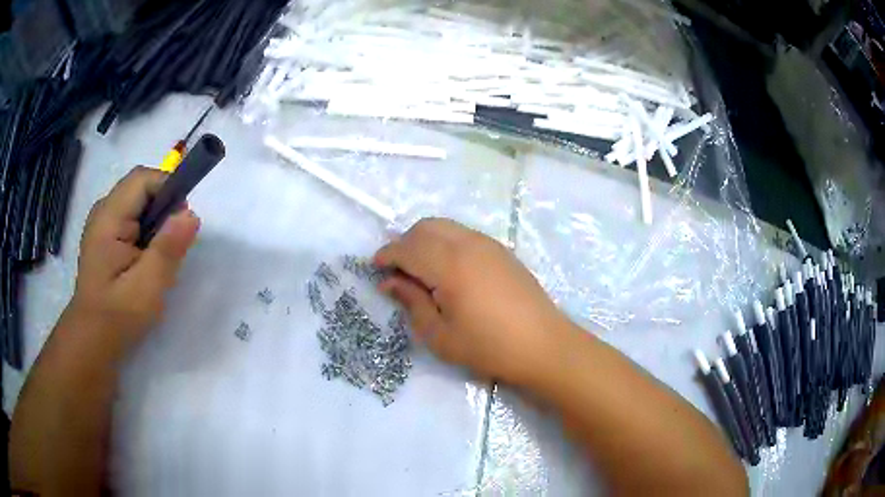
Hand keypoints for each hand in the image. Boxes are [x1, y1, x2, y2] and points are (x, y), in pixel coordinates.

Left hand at [69, 166, 199, 355]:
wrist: (91, 339)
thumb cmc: (117, 316)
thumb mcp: (147, 288)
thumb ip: (167, 249)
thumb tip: (191, 214)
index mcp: (109, 218)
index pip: (143, 179)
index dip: (168, 189)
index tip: (182, 222)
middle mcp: (103, 211)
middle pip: (141, 187)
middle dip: (163, 208)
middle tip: (172, 246)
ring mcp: (102, 222)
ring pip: (137, 202)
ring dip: (155, 221)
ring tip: (158, 256)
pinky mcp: (104, 235)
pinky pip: (131, 217)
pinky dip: (145, 230)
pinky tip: (145, 258)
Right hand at [374, 218, 569, 385]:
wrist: (543, 345)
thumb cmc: (488, 347)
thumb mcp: (440, 335)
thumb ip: (412, 302)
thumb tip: (389, 282)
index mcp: (449, 265)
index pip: (407, 248)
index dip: (386, 256)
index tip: (375, 269)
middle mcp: (468, 244)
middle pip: (425, 227)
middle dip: (404, 243)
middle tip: (397, 271)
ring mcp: (488, 244)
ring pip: (445, 226)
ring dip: (425, 240)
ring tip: (420, 270)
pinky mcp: (501, 250)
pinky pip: (463, 234)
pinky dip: (445, 242)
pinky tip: (448, 269)